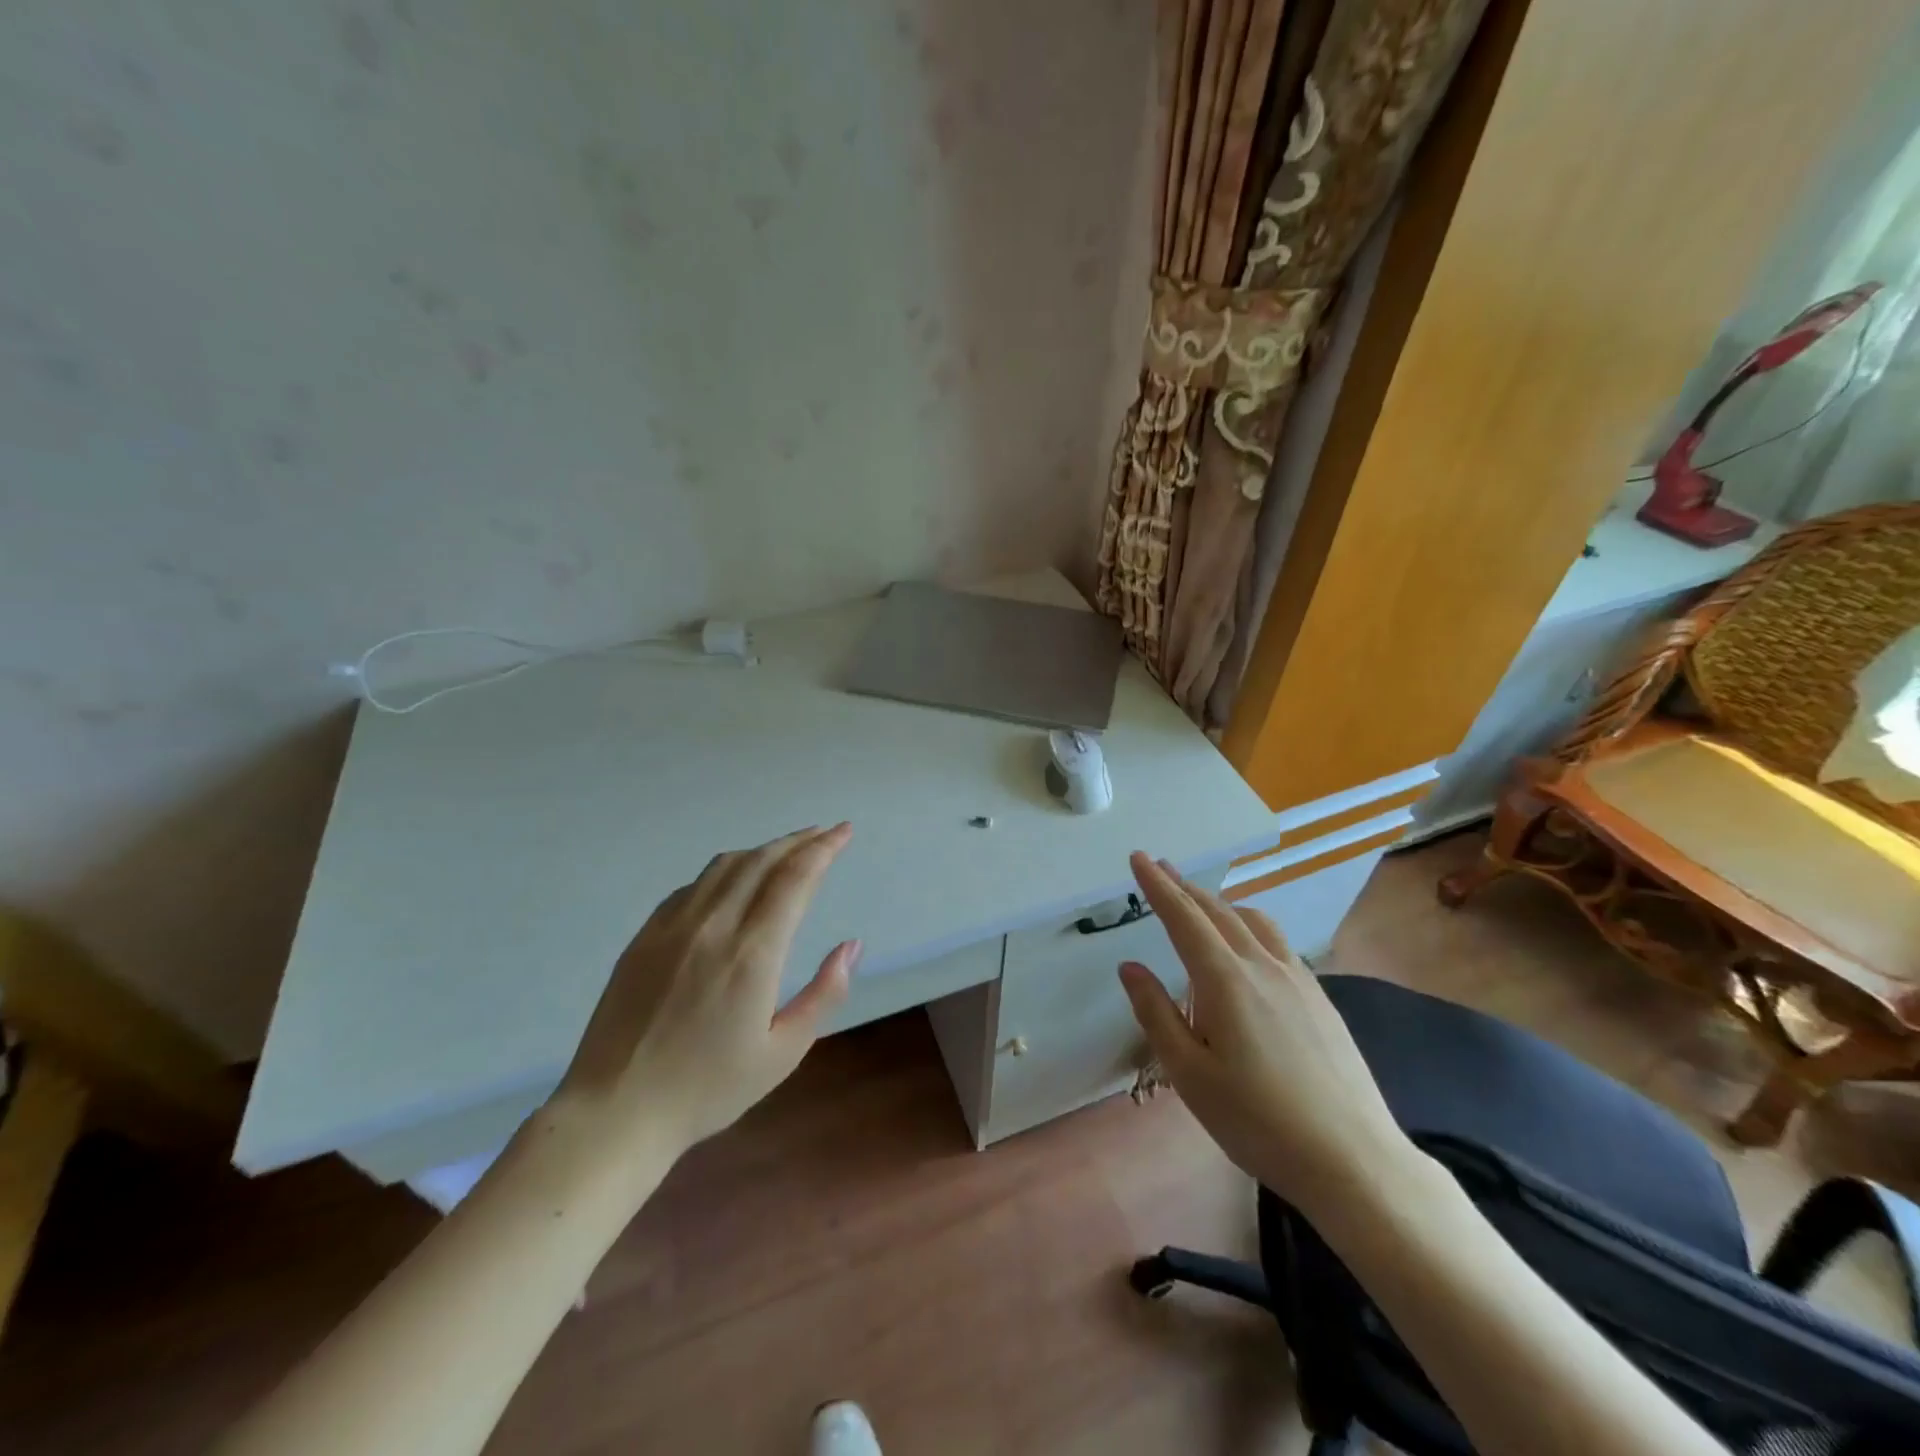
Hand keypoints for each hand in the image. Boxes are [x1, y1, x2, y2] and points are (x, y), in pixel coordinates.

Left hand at [552, 824, 860, 1160]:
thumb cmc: (707, 1089)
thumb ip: (824, 994)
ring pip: (725, 865)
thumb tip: (851, 946)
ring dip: (763, 850)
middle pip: (762, 861)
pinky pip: (692, 886)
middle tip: (825, 833)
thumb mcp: (783, 1052)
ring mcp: (673, 927)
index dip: (823, 848)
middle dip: (800, 840)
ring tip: (787, 851)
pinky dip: (725, 872)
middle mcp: (714, 926)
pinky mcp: (645, 936)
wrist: (615, 1111)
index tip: (844, 832)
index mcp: (752, 954)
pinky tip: (734, 882)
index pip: (794, 879)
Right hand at [1116, 853, 1412, 1214]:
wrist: (1352, 1159)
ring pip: (1253, 921)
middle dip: (1184, 887)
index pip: (1183, 918)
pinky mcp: (1320, 998)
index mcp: (1224, 980)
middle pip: (1217, 912)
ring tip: (1201, 902)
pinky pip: (1278, 942)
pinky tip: (1250, 946)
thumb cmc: (1256, 1120)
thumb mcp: (1188, 1074)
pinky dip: (1250, 926)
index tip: (1138, 858)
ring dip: (1220, 904)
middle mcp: (1262, 966)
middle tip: (1160, 868)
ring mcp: (1298, 979)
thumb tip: (1130, 967)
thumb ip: (1156, 1013)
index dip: (1157, 886)